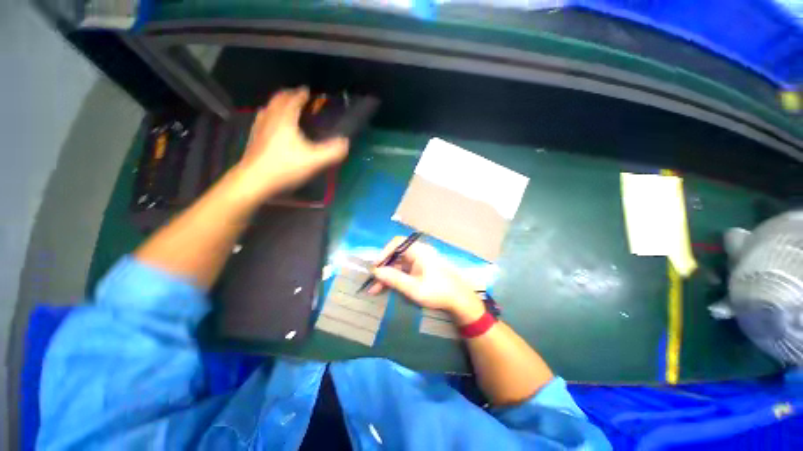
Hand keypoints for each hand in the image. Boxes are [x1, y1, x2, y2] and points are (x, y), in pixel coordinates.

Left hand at [235, 87, 348, 199]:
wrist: (254, 181)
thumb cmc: (285, 167)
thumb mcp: (314, 161)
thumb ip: (332, 151)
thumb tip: (346, 142)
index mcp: (285, 119)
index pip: (293, 100)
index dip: (302, 94)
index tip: (308, 91)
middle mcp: (270, 118)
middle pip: (278, 99)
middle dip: (289, 95)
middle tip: (298, 96)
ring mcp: (259, 127)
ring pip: (268, 108)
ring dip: (278, 103)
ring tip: (286, 107)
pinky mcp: (254, 138)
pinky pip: (262, 119)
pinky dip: (269, 115)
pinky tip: (271, 124)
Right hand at [368, 237, 485, 324]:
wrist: (460, 299)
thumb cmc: (437, 291)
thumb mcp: (413, 287)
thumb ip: (393, 278)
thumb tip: (375, 271)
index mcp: (418, 251)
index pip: (396, 243)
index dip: (383, 253)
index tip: (375, 268)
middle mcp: (418, 252)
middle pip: (396, 255)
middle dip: (383, 269)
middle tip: (372, 283)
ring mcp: (420, 260)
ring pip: (398, 264)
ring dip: (387, 275)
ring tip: (375, 290)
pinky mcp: (421, 268)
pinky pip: (404, 269)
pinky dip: (395, 277)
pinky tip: (387, 288)